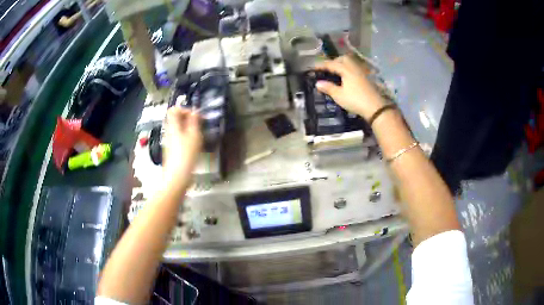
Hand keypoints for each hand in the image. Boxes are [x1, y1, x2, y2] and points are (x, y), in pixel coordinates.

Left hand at [163, 107, 201, 183]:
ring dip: (188, 129)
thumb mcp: (194, 135)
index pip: (174, 110)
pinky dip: (187, 138)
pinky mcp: (172, 151)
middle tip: (199, 125)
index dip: (184, 109)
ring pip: (178, 129)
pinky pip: (179, 138)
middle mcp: (169, 132)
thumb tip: (195, 112)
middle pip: (175, 119)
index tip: (195, 115)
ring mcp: (169, 142)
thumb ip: (194, 121)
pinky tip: (194, 146)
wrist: (177, 176)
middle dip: (188, 119)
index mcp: (173, 126)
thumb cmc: (185, 156)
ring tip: (198, 135)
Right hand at [314, 55, 384, 119]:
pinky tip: (348, 78)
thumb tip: (318, 83)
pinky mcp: (367, 78)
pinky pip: (356, 69)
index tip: (313, 67)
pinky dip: (350, 70)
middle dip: (335, 61)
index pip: (331, 64)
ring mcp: (362, 72)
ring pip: (351, 63)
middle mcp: (354, 68)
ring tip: (338, 72)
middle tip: (329, 68)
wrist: (375, 107)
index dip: (322, 65)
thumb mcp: (339, 96)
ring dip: (343, 64)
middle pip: (344, 59)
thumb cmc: (355, 100)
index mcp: (346, 70)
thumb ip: (328, 88)